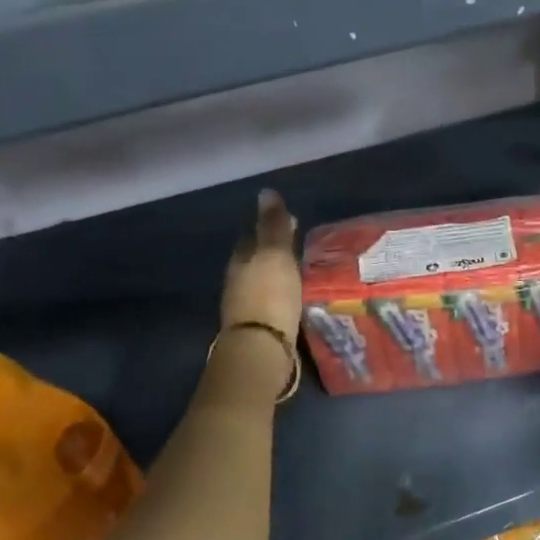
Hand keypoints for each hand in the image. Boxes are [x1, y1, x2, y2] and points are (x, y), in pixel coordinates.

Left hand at [222, 189, 301, 342]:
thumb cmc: (270, 295)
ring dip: (278, 273)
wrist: (262, 348)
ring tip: (301, 270)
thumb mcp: (275, 254)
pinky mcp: (259, 326)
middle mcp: (238, 280)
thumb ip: (273, 226)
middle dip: (274, 250)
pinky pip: (271, 301)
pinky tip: (295, 295)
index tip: (292, 221)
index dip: (270, 226)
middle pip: (256, 258)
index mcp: (241, 259)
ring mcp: (246, 305)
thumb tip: (266, 192)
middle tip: (299, 245)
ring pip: (263, 280)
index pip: (253, 234)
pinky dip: (282, 294)